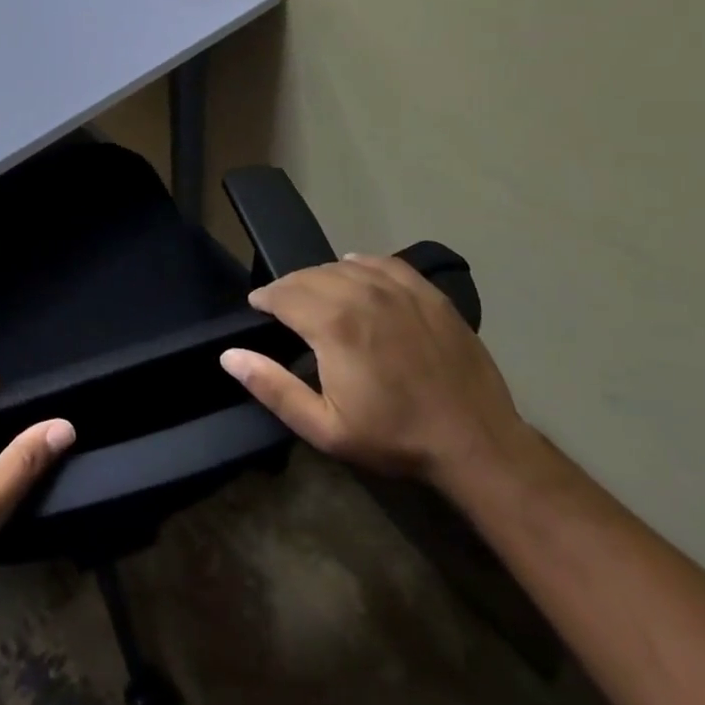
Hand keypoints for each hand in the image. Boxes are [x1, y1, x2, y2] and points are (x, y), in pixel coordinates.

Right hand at [220, 254, 524, 486]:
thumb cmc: (395, 437)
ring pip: (342, 265)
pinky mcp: (426, 291)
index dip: (264, 299)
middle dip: (289, 288)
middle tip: (283, 309)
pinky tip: (356, 274)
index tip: (258, 310)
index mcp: (332, 323)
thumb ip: (272, 388)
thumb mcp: (325, 428)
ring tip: (318, 297)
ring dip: (321, 277)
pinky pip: (381, 262)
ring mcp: (397, 288)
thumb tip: (229, 355)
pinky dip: (359, 264)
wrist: (476, 442)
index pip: (282, 292)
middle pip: (308, 275)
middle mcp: (360, 292)